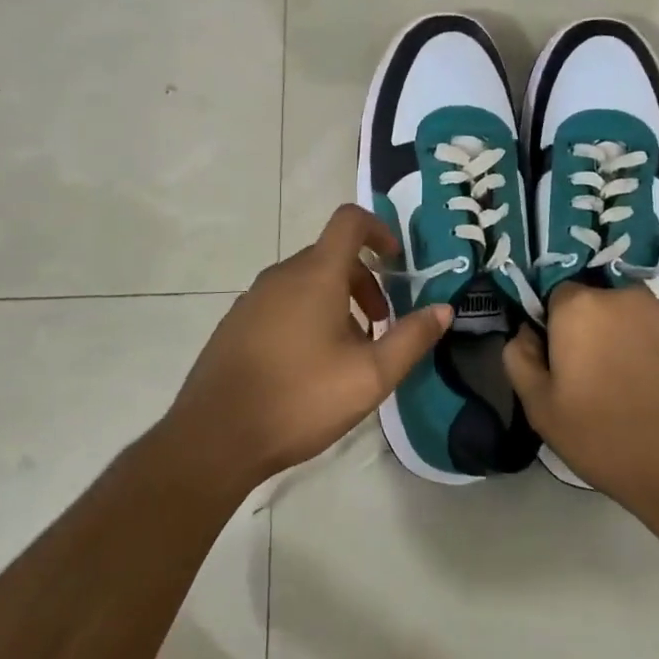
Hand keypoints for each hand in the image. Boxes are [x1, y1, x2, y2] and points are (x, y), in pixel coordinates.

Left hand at [163, 204, 450, 494]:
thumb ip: (411, 338)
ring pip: (306, 282)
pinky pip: (282, 302)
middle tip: (381, 325)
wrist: (214, 437)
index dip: (379, 230)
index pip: (349, 221)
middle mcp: (282, 275)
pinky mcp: (236, 323)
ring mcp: (253, 298)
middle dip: (364, 282)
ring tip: (348, 352)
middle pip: (331, 256)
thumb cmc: (300, 398)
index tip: (397, 260)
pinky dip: (307, 315)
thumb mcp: (370, 375)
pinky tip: (309, 365)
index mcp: (315, 275)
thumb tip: (444, 309)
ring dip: (337, 302)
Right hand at [503, 284, 658, 549]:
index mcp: (579, 308)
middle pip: (600, 302)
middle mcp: (624, 294)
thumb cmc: (608, 440)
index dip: (558, 327)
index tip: (567, 362)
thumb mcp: (542, 410)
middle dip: (597, 329)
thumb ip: (520, 358)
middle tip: (603, 376)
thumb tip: (526, 331)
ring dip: (633, 336)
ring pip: (637, 314)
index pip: (557, 297)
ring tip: (641, 384)